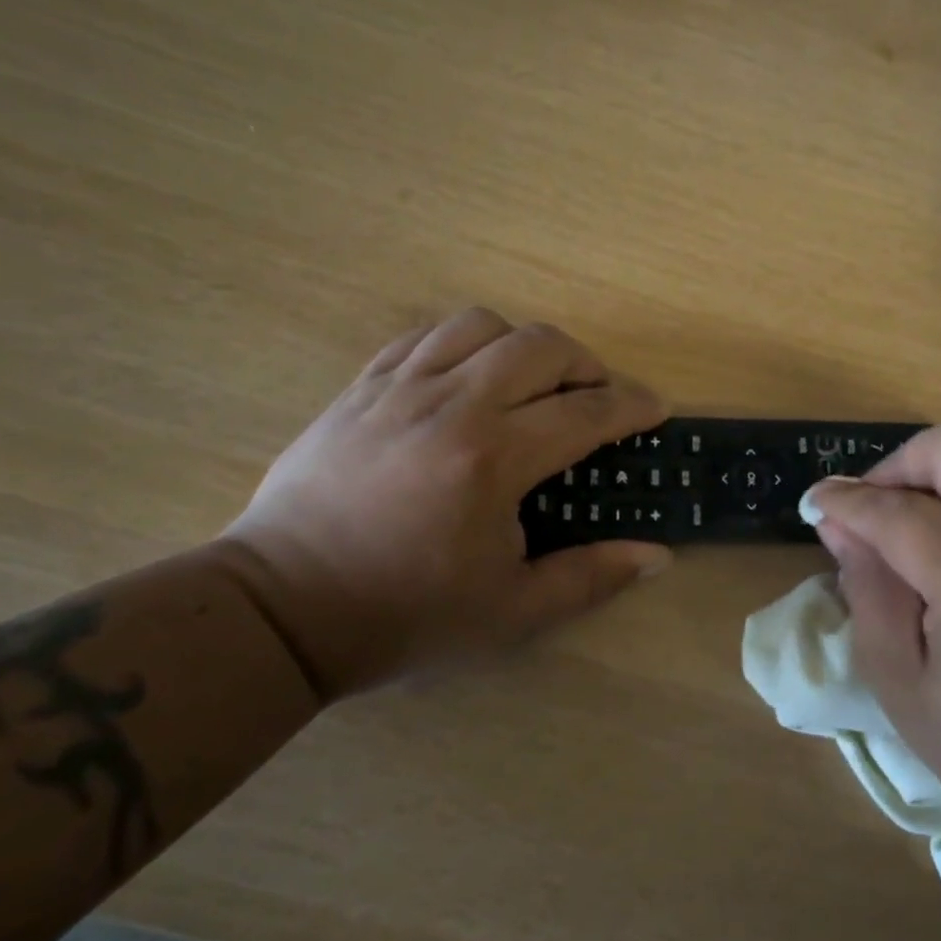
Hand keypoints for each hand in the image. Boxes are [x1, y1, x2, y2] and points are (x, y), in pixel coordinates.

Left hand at [219, 308, 670, 700]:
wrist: (284, 609)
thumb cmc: (405, 615)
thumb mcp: (511, 612)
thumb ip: (591, 577)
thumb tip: (656, 556)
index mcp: (493, 459)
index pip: (585, 412)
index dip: (632, 406)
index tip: (655, 409)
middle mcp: (452, 404)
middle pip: (541, 346)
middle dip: (587, 364)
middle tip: (598, 398)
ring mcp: (400, 388)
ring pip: (481, 325)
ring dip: (524, 345)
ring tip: (532, 383)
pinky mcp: (361, 387)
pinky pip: (424, 336)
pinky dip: (464, 343)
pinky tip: (469, 376)